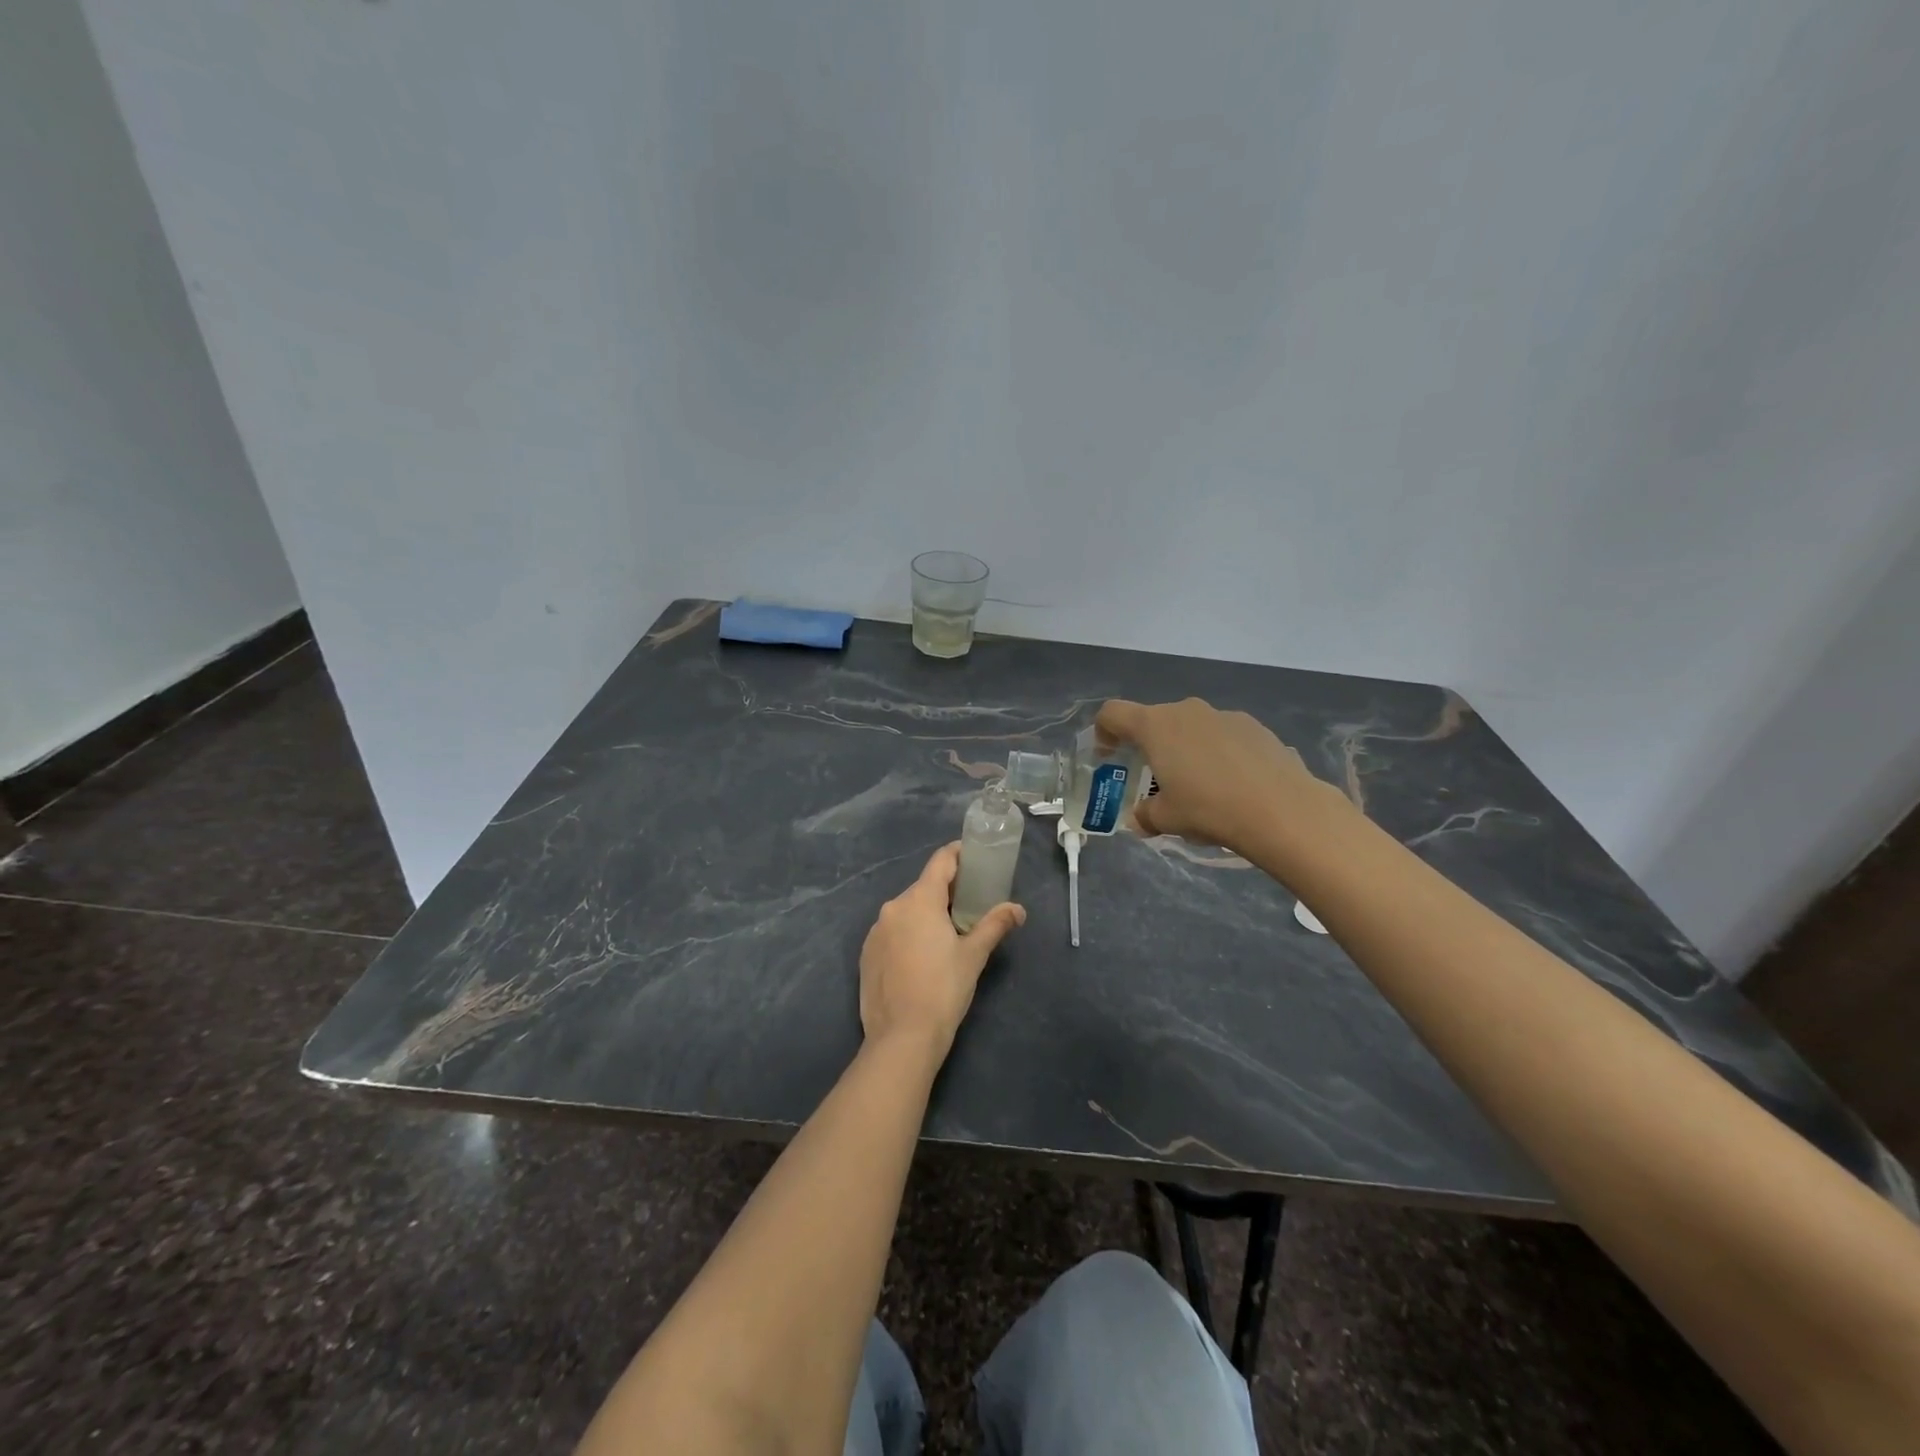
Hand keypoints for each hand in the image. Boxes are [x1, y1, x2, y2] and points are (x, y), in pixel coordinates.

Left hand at [859, 843, 1024, 1052]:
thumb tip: (1018, 909)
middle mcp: (893, 907)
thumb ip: (995, 925)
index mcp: (920, 900)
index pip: (941, 861)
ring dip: (926, 914)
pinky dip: (909, 934)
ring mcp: (875, 931)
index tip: (974, 856)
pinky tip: (922, 957)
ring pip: (906, 911)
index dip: (959, 854)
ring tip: (948, 934)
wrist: (902, 1037)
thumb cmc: (944, 989)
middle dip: (947, 891)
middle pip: (924, 887)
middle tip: (971, 904)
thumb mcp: (974, 955)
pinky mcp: (866, 954)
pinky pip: (892, 932)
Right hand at [1097, 697, 1352, 854]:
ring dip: (1186, 749)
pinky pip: (1224, 736)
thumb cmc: (1209, 809)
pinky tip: (1233, 785)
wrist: (1282, 810)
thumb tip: (1140, 818)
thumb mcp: (1166, 819)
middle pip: (1155, 720)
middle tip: (1156, 779)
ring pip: (1192, 727)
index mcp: (1155, 726)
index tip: (1108, 755)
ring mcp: (1224, 715)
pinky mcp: (1256, 727)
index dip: (1103, 731)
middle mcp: (1187, 711)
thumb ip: (1145, 814)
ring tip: (1200, 785)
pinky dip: (1218, 753)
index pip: (1113, 713)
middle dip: (1150, 746)